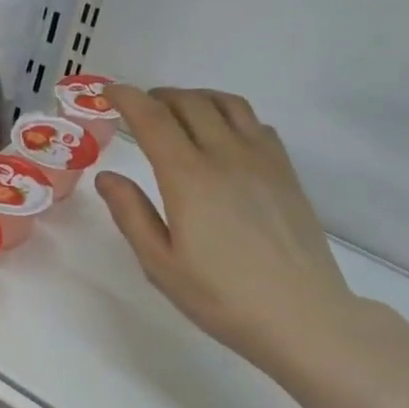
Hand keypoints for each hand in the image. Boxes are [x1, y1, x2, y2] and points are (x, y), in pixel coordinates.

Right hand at [96, 86, 360, 369]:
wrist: (301, 314)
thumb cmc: (220, 296)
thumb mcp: (160, 264)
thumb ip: (131, 214)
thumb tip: (107, 176)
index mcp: (188, 177)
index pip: (152, 119)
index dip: (126, 99)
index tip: (107, 93)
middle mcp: (225, 155)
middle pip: (190, 103)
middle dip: (158, 96)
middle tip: (137, 106)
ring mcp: (262, 160)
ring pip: (227, 104)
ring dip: (195, 98)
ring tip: (177, 110)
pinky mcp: (285, 172)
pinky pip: (255, 123)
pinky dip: (229, 114)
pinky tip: (222, 135)